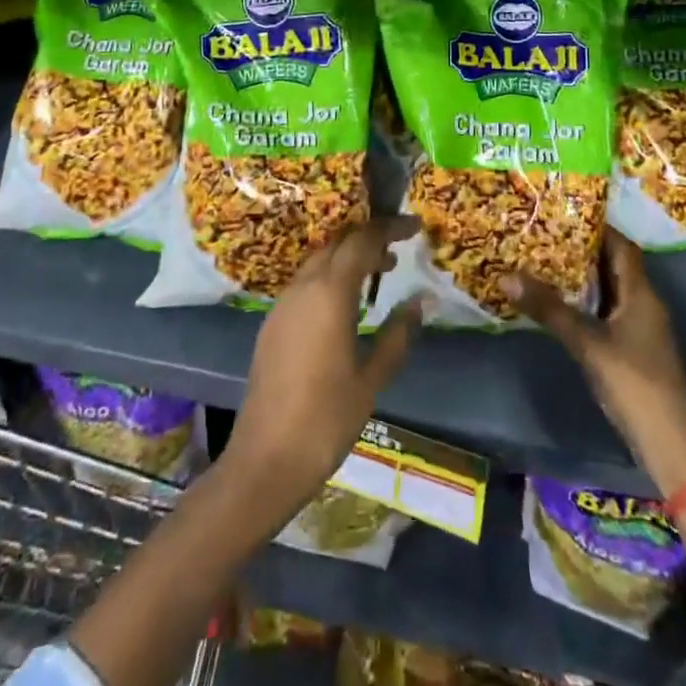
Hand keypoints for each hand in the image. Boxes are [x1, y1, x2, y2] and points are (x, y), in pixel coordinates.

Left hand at [219, 214, 423, 526]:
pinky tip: (347, 303)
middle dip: (368, 237)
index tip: (415, 226)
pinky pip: (306, 281)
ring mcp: (283, 303)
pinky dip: (331, 276)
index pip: (362, 240)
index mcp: (329, 293)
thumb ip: (397, 335)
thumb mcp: (372, 379)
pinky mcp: (272, 322)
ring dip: (348, 256)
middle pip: (337, 242)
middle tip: (399, 248)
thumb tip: (420, 300)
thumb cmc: (326, 419)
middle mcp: (303, 287)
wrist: (265, 459)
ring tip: (380, 272)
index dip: (390, 227)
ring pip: (319, 260)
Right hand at [501, 230, 685, 494]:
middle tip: (544, 234)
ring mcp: (641, 328)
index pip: (621, 246)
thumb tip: (506, 275)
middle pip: (614, 265)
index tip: (563, 212)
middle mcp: (644, 303)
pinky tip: (560, 304)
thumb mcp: (586, 342)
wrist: (669, 443)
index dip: (596, 227)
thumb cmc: (633, 382)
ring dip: (583, 276)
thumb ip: (548, 309)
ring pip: (610, 289)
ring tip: (544, 261)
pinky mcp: (633, 349)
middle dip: (582, 249)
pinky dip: (586, 301)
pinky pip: (608, 311)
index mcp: (641, 293)